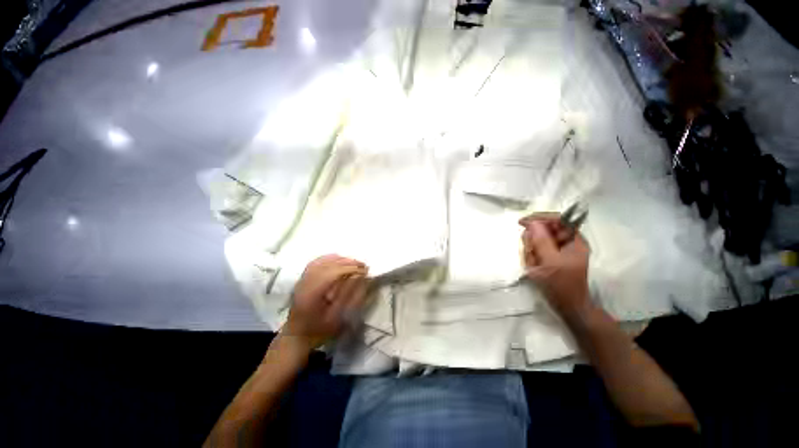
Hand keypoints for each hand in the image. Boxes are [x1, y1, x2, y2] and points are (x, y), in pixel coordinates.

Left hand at [283, 255, 369, 350]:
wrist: (297, 336)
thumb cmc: (319, 330)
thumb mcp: (337, 318)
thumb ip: (348, 296)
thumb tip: (359, 276)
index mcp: (312, 294)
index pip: (333, 273)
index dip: (351, 268)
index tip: (365, 270)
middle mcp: (305, 283)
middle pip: (328, 264)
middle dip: (348, 262)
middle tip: (363, 265)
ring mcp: (302, 279)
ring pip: (323, 260)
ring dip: (340, 259)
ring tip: (354, 262)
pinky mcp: (303, 278)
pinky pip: (317, 262)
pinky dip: (330, 258)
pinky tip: (340, 259)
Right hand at [519, 213, 590, 316]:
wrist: (568, 307)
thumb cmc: (562, 285)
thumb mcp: (551, 262)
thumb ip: (542, 241)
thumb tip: (532, 223)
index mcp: (574, 240)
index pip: (557, 219)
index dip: (539, 218)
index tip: (522, 222)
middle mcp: (566, 242)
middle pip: (544, 230)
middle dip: (533, 241)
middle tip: (531, 254)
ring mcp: (558, 250)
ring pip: (537, 241)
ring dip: (531, 251)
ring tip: (534, 264)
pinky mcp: (550, 258)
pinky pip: (535, 251)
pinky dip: (531, 257)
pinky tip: (534, 267)